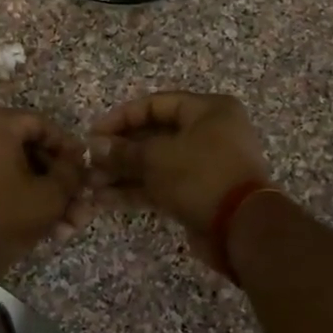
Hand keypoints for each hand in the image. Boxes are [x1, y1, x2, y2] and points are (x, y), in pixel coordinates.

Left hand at [0, 106, 90, 283]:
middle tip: (77, 203)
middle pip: (26, 146)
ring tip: (65, 223)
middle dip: (55, 179)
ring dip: (39, 191)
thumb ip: (71, 172)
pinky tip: (42, 222)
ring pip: (11, 164)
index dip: (68, 150)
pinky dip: (15, 192)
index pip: (43, 126)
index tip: (86, 172)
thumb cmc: (2, 218)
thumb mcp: (50, 196)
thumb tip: (77, 161)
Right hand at [89, 92, 271, 273]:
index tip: (94, 133)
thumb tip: (95, 147)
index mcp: (209, 110)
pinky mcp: (199, 193)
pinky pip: (162, 185)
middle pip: (155, 135)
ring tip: (91, 184)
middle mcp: (210, 133)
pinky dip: (136, 191)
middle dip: (119, 150)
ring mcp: (205, 165)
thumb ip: (124, 151)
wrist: (242, 228)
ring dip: (123, 173)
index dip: (121, 117)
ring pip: (156, 164)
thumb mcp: (157, 157)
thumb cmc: (201, 176)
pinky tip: (106, 200)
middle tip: (90, 162)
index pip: (156, 104)